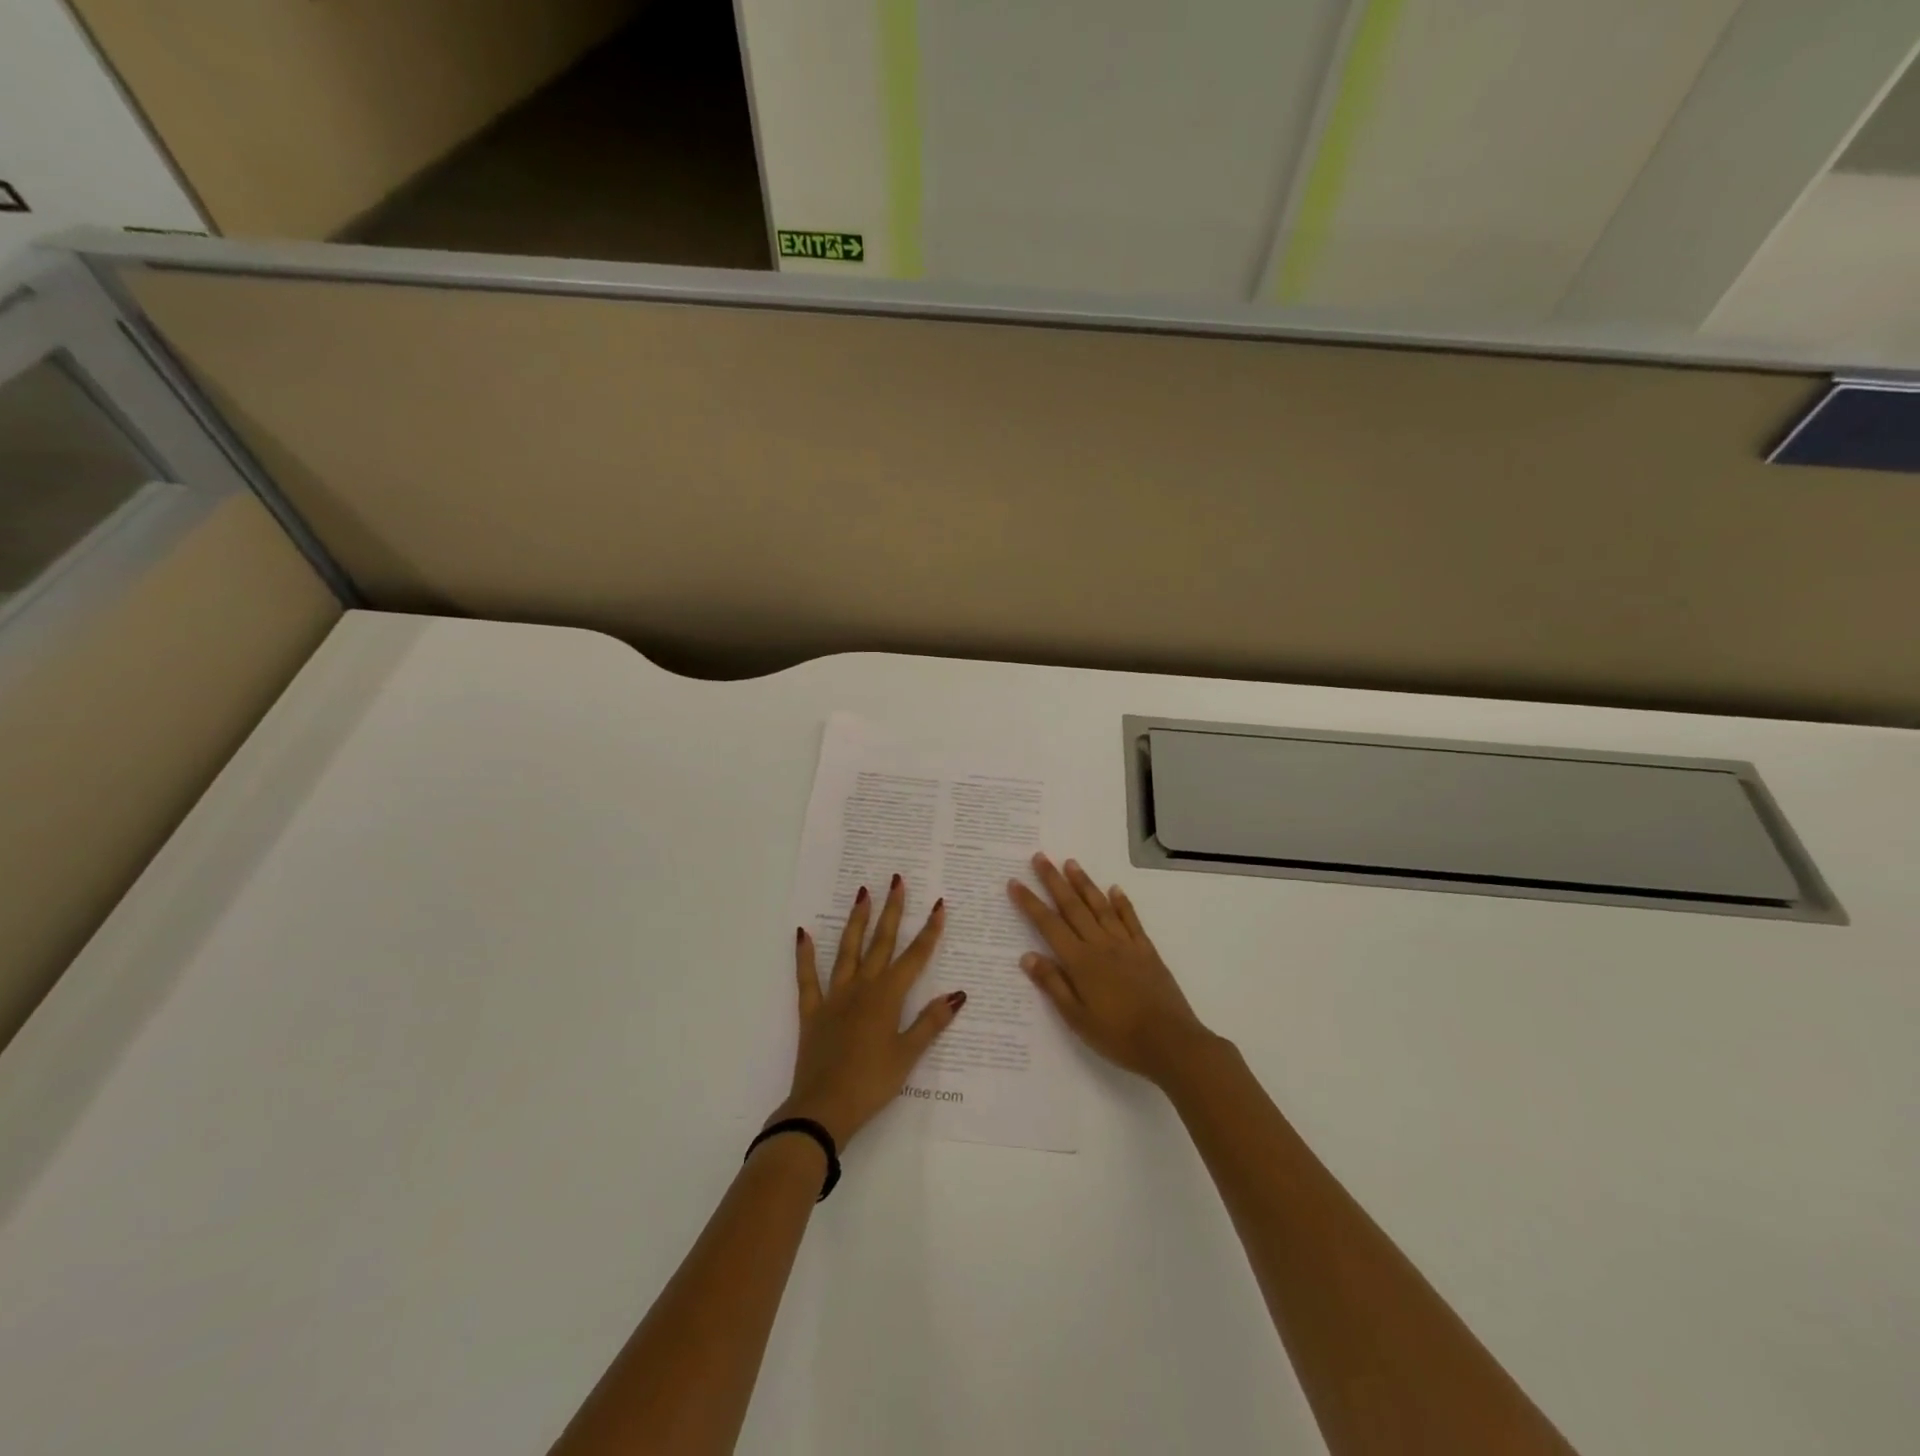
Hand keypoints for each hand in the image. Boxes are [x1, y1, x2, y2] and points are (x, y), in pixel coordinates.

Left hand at [773, 875, 964, 1147]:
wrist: (823, 1107)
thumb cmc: (871, 1083)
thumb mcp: (908, 1055)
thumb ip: (930, 1022)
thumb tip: (958, 993)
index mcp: (887, 997)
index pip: (915, 957)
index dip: (929, 931)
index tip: (939, 904)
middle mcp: (862, 988)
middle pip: (880, 943)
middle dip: (892, 910)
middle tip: (896, 880)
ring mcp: (834, 996)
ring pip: (847, 950)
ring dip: (856, 921)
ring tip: (862, 893)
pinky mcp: (812, 1011)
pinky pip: (807, 978)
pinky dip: (805, 955)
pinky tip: (803, 933)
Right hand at [1008, 854, 1213, 1085]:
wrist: (1170, 1042)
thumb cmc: (1118, 1036)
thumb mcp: (1077, 1018)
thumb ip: (1053, 984)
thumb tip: (1027, 955)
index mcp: (1080, 962)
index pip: (1048, 925)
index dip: (1030, 903)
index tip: (1015, 881)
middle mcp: (1100, 944)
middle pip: (1072, 907)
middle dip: (1053, 881)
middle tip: (1040, 857)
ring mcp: (1125, 944)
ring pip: (1100, 906)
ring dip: (1084, 883)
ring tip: (1071, 863)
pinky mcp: (1146, 950)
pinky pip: (1131, 920)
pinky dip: (1122, 903)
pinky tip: (1115, 889)